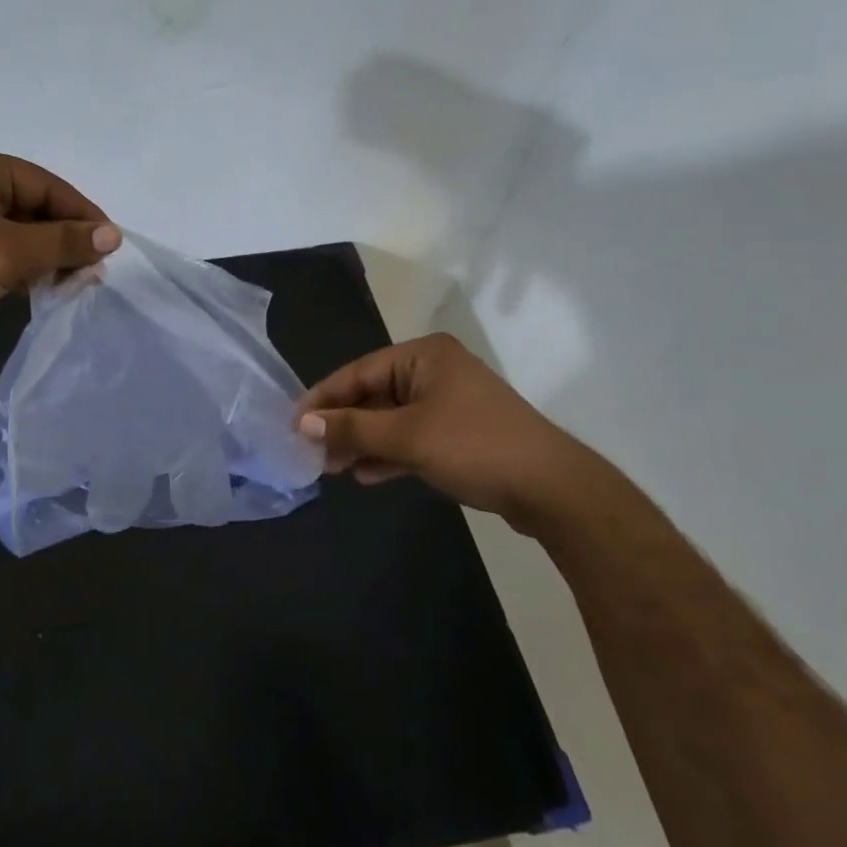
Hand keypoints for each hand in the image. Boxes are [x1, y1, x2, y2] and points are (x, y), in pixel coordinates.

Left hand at [0, 146, 119, 355]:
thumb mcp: (10, 252)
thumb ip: (64, 242)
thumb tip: (113, 235)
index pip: (46, 184)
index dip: (81, 214)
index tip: (110, 245)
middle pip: (32, 207)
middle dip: (63, 239)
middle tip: (92, 272)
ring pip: (15, 233)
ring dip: (45, 257)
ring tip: (72, 284)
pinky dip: (20, 268)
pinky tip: (38, 289)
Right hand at [297, 333, 592, 528]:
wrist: (552, 490)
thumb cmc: (474, 447)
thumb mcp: (406, 436)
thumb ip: (352, 428)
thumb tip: (303, 424)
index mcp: (423, 356)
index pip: (359, 372)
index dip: (324, 398)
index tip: (293, 423)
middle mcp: (434, 371)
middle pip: (373, 395)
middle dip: (343, 425)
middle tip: (310, 452)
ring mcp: (448, 403)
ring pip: (390, 420)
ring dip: (362, 443)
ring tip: (330, 468)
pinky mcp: (458, 433)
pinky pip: (410, 437)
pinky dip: (388, 454)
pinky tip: (364, 475)